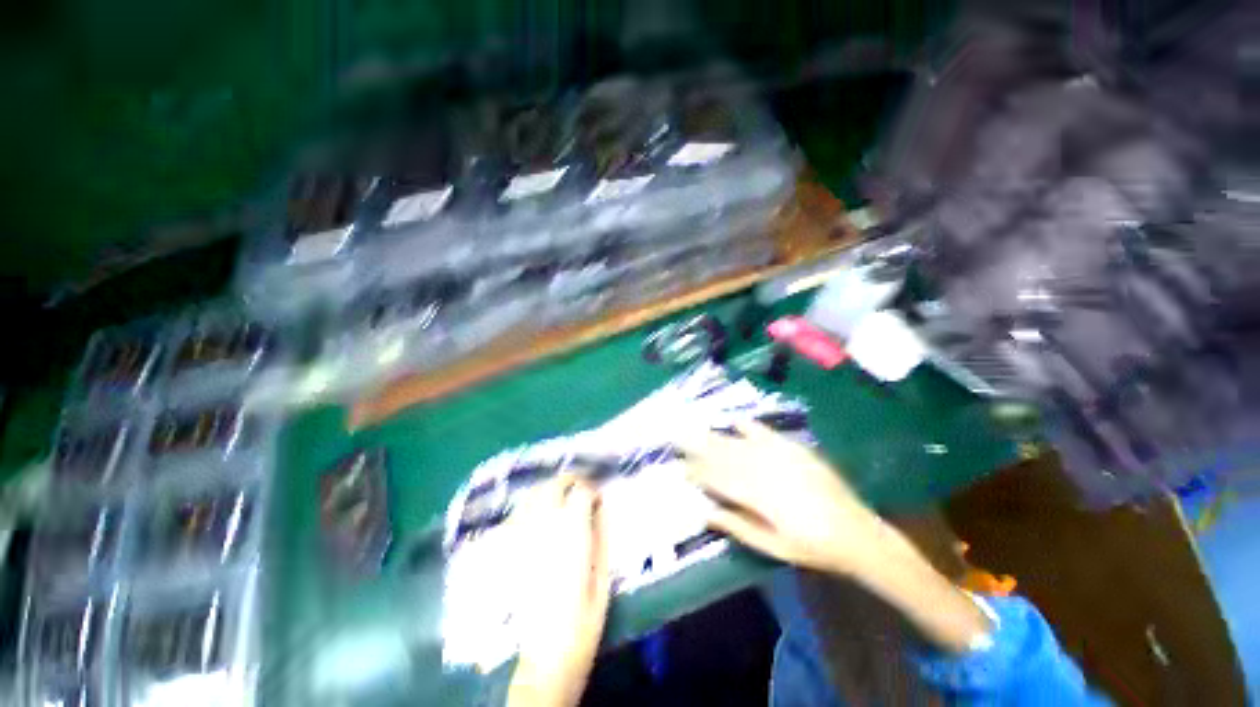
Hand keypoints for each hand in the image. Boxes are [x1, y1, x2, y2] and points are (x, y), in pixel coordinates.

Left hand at [507, 476, 610, 706]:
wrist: (546, 656)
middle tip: (580, 488)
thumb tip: (602, 505)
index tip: (598, 496)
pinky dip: (530, 506)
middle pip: (554, 485)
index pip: (581, 491)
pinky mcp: (509, 551)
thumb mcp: (604, 575)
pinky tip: (538, 514)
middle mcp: (544, 527)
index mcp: (571, 533)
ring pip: (533, 495)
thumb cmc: (584, 618)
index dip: (591, 488)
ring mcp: (523, 537)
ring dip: (549, 489)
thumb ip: (602, 534)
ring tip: (561, 496)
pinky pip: (517, 515)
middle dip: (569, 480)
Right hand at [678, 421, 888, 575]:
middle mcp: (765, 472)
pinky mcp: (794, 450)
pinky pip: (766, 433)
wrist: (856, 532)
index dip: (697, 472)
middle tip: (678, 438)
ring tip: (696, 429)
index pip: (719, 480)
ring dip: (715, 436)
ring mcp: (781, 457)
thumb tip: (705, 511)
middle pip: (725, 456)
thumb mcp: (773, 546)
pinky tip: (734, 420)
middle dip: (699, 447)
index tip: (680, 466)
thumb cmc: (811, 547)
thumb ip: (738, 526)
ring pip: (739, 444)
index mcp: (759, 498)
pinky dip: (748, 426)